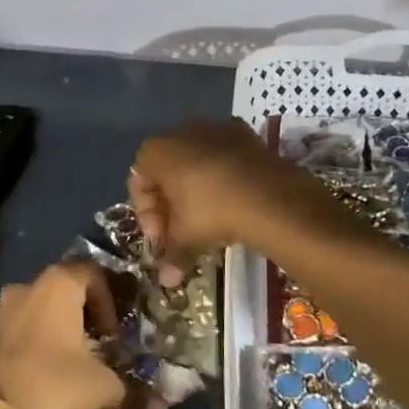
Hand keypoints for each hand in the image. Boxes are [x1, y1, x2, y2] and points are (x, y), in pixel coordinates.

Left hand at [0, 262, 125, 408]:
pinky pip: (13, 333)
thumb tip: (150, 403)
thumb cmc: (54, 385)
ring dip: (52, 331)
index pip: (91, 273)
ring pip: (34, 312)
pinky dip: (28, 346)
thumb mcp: (102, 386)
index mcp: (57, 286)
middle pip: (60, 291)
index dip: (108, 299)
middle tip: (93, 348)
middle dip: (80, 316)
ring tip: (65, 365)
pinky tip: (36, 377)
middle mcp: (24, 288)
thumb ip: (124, 384)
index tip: (113, 332)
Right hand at [128, 119, 331, 283]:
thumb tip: (167, 281)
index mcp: (155, 151)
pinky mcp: (243, 133)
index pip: (138, 184)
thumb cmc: (212, 211)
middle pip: (166, 170)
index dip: (147, 215)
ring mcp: (214, 127)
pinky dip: (221, 175)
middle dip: (170, 202)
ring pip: (194, 161)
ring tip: (208, 218)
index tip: (162, 239)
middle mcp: (180, 131)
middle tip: (181, 231)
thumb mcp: (186, 237)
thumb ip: (171, 255)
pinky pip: (221, 156)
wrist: (270, 195)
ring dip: (195, 188)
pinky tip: (232, 199)